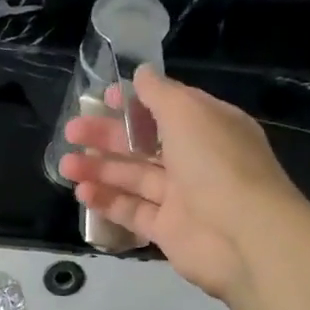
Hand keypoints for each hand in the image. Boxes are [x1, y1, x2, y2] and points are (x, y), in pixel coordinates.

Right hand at [59, 67, 309, 299]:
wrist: (244, 235)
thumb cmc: (217, 164)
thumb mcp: (188, 113)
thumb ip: (160, 93)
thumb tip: (141, 73)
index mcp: (208, 127)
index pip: (167, 109)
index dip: (134, 103)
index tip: (103, 99)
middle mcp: (196, 160)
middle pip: (143, 144)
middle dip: (106, 136)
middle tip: (71, 132)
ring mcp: (182, 197)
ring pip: (133, 178)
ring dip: (99, 169)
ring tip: (65, 166)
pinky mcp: (168, 230)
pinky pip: (133, 211)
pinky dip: (108, 201)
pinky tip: (83, 193)